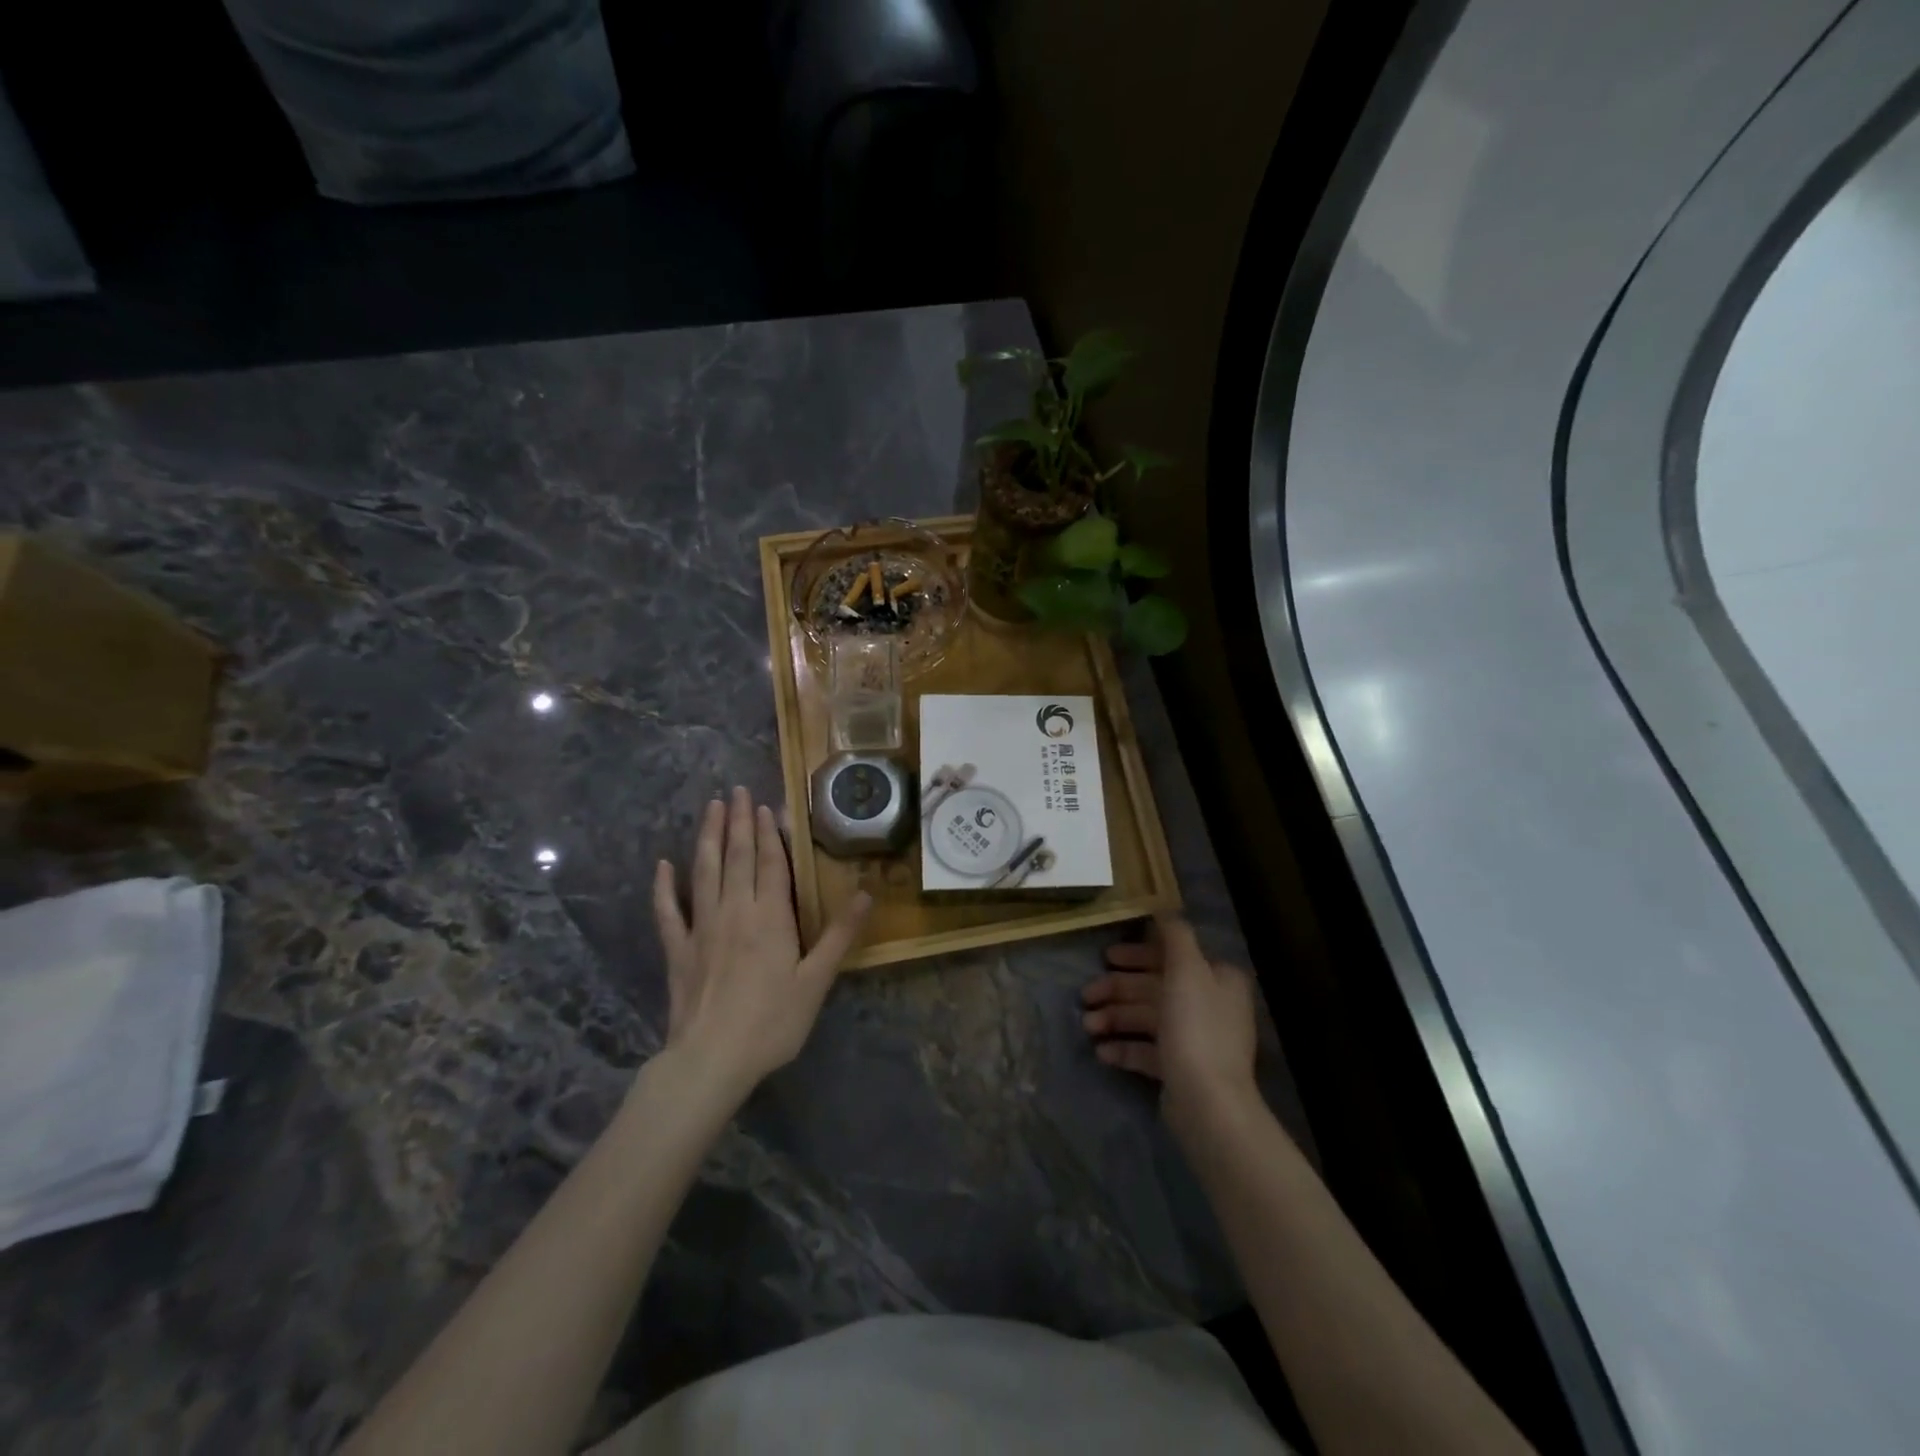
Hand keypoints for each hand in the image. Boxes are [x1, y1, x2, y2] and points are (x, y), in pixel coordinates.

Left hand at [653, 787, 871, 1096]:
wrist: (711, 1059)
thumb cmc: (772, 1022)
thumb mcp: (816, 981)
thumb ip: (839, 934)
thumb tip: (865, 893)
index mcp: (770, 917)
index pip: (770, 864)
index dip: (769, 833)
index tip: (764, 805)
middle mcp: (734, 911)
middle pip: (736, 857)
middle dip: (738, 822)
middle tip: (736, 790)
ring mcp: (701, 928)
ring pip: (704, 871)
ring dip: (707, 837)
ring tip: (710, 808)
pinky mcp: (677, 949)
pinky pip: (667, 911)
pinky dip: (664, 887)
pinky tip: (662, 866)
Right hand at [1081, 915, 1258, 1133]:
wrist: (1208, 1102)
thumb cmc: (1196, 1027)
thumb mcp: (1187, 969)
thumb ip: (1176, 936)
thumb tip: (1164, 909)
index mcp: (1216, 979)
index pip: (1173, 956)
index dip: (1138, 954)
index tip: (1107, 957)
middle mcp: (1209, 1005)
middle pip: (1155, 988)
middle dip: (1117, 990)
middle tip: (1085, 994)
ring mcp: (1194, 1040)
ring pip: (1147, 1019)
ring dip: (1114, 1019)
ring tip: (1087, 1027)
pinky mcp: (1180, 1069)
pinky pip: (1147, 1051)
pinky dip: (1124, 1048)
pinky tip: (1101, 1052)